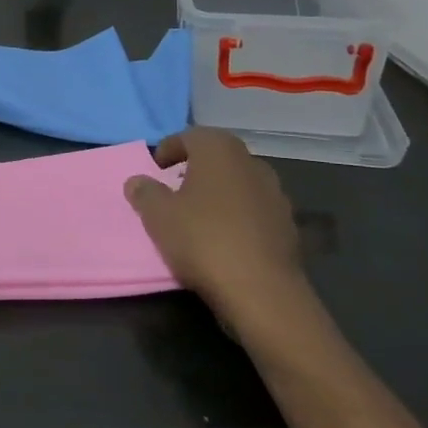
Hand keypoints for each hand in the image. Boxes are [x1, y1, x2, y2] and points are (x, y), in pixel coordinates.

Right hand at [124, 128, 309, 340]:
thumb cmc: (202, 239)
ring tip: (198, 214)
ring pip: (239, 183)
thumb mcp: (157, 215)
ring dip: (219, 192)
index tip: (156, 168)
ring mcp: (276, 195)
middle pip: (219, 156)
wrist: (261, 291)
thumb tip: (138, 181)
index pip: (191, 136)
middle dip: (196, 168)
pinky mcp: (289, 226)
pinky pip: (255, 210)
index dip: (170, 148)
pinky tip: (224, 238)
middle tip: (175, 187)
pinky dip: (238, 216)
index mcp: (220, 151)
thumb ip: (145, 192)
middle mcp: (252, 164)